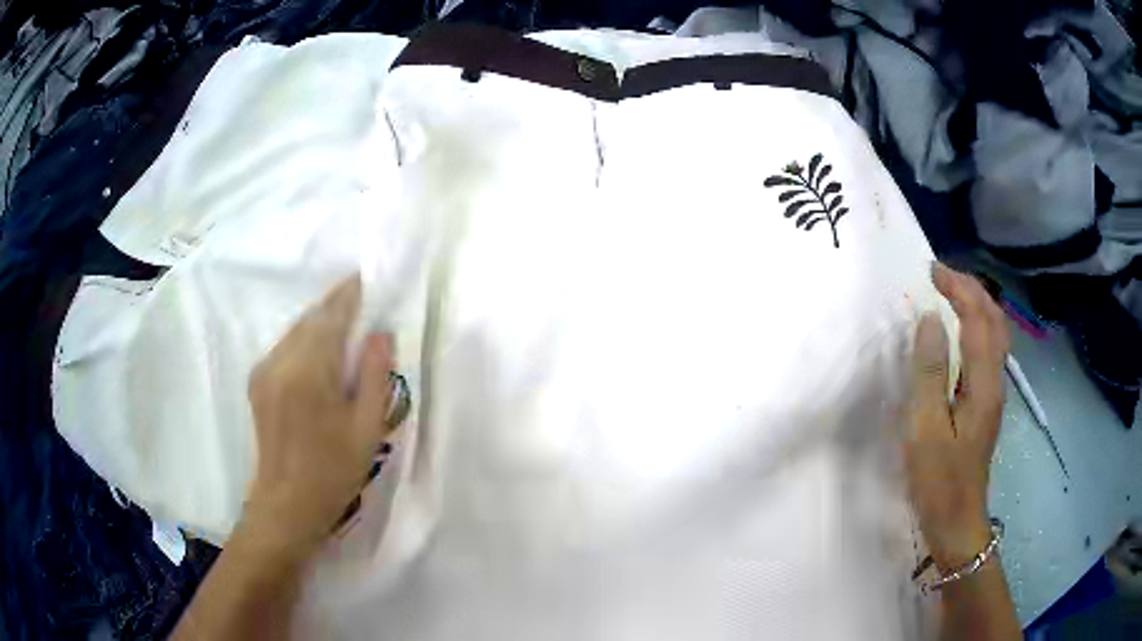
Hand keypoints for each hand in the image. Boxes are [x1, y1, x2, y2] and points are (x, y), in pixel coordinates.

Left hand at [242, 275, 395, 558]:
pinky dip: (306, 339)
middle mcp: (281, 360)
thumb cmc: (333, 472)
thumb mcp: (367, 428)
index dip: (350, 294)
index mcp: (309, 371)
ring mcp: (264, 369)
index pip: (332, 316)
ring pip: (296, 330)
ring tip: (345, 322)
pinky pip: (286, 345)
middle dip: (336, 305)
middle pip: (311, 318)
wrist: (286, 505)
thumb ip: (375, 375)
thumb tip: (380, 334)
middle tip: (361, 298)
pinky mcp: (258, 381)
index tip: (366, 277)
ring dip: (320, 321)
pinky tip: (321, 351)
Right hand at [905, 263, 1009, 571]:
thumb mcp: (925, 429)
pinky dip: (976, 326)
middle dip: (971, 289)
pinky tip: (960, 332)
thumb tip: (930, 320)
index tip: (931, 270)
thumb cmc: (939, 479)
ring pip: (995, 333)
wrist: (957, 520)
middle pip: (994, 320)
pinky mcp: (986, 404)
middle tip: (941, 275)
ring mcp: (994, 393)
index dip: (958, 289)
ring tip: (951, 293)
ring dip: (976, 304)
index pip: (977, 319)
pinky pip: (988, 350)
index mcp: (983, 384)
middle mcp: (995, 380)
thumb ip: (929, 373)